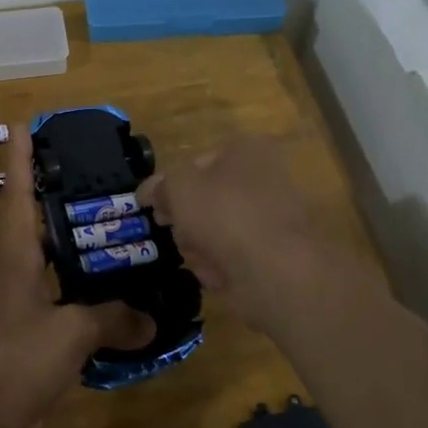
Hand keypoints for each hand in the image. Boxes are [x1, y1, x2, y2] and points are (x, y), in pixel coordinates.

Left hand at [0, 126, 150, 427]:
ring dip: (83, 249)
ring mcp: (24, 305)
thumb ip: (112, 319)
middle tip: (100, 176)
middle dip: (62, 197)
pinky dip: (92, 299)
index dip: (21, 158)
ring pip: (58, 264)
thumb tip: (152, 318)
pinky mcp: (34, 337)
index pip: (19, 194)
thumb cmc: (14, 360)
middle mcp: (19, 272)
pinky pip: (68, 305)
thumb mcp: (69, 333)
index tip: (23, 125)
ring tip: (123, 232)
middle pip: (40, 223)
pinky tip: (122, 301)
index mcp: (18, 256)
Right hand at [139, 136, 355, 334]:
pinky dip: (222, 269)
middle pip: (208, 200)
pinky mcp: (275, 256)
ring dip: (201, 247)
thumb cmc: (225, 214)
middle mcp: (264, 178)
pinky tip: (219, 276)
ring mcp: (272, 219)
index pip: (197, 163)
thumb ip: (160, 185)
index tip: (155, 208)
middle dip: (187, 221)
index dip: (172, 186)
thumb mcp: (179, 187)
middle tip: (176, 233)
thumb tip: (149, 192)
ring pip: (218, 231)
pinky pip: (235, 259)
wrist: (277, 271)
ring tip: (200, 258)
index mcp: (247, 150)